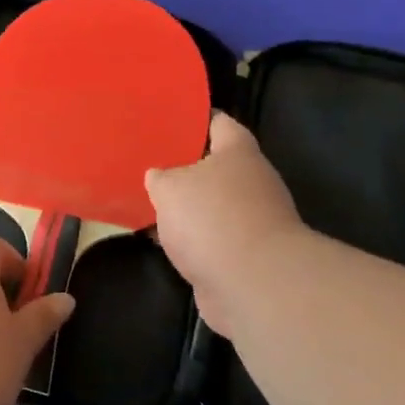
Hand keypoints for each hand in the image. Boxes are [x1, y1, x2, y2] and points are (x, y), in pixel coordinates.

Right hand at [146, 113, 309, 338]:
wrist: (253, 284)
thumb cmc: (211, 218)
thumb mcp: (169, 187)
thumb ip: (160, 177)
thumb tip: (159, 177)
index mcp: (239, 152)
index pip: (218, 122)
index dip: (193, 120)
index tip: (166, 122)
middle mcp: (252, 181)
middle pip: (215, 167)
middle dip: (184, 168)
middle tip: (150, 166)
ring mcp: (253, 220)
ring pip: (212, 205)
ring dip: (187, 208)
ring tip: (150, 204)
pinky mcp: (246, 255)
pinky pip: (212, 238)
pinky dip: (192, 239)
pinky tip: (164, 241)